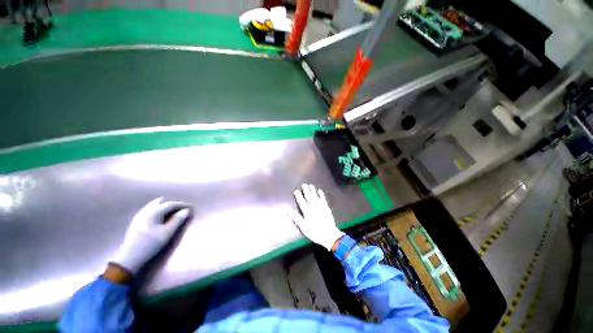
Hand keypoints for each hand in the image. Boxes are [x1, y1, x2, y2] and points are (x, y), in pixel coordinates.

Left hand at [111, 198, 190, 273]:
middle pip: (161, 201)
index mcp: (154, 212)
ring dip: (164, 207)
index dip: (182, 204)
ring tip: (172, 214)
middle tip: (180, 210)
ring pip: (154, 205)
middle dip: (172, 204)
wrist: (130, 257)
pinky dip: (157, 210)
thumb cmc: (151, 244)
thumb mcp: (167, 232)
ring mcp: (139, 215)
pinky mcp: (136, 221)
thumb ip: (178, 220)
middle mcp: (146, 210)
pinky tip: (160, 218)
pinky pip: (149, 210)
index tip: (190, 207)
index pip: (171, 204)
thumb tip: (186, 210)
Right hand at [286, 184, 344, 250]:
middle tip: (304, 184)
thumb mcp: (303, 226)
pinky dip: (321, 194)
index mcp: (307, 211)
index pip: (301, 201)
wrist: (329, 235)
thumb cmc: (314, 232)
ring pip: (315, 196)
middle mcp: (313, 206)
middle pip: (309, 196)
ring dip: (313, 190)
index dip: (298, 196)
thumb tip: (287, 210)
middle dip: (306, 190)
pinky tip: (320, 191)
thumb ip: (295, 217)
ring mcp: (321, 206)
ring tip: (310, 185)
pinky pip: (323, 199)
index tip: (296, 190)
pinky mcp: (326, 208)